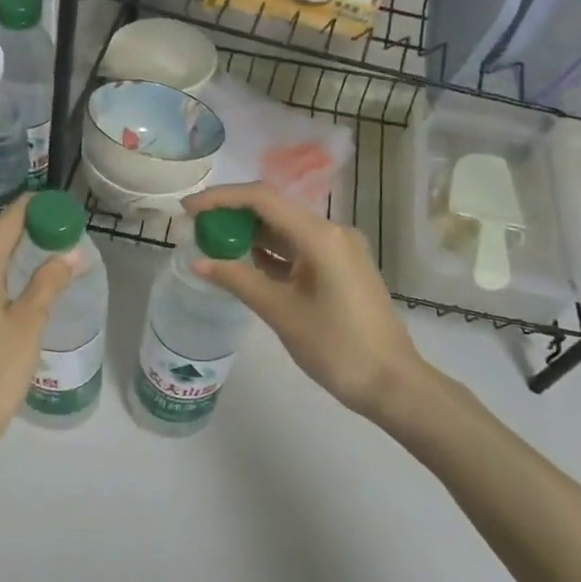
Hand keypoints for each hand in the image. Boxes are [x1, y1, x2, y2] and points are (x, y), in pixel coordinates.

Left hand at [0, 194, 75, 456]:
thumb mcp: (28, 324)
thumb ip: (48, 283)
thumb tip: (70, 252)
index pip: (5, 222)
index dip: (31, 208)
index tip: (57, 205)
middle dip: (20, 224)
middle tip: (55, 227)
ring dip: (6, 245)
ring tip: (40, 248)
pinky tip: (13, 281)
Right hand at [184, 183, 450, 441]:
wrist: (392, 383)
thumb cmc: (337, 348)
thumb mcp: (281, 312)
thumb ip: (238, 280)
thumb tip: (198, 262)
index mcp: (320, 236)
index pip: (262, 199)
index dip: (221, 198)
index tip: (188, 208)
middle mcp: (332, 232)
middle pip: (273, 209)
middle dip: (232, 213)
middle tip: (195, 226)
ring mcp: (338, 250)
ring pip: (285, 229)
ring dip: (249, 232)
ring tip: (211, 241)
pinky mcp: (339, 268)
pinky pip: (297, 248)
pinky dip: (268, 251)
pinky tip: (242, 261)